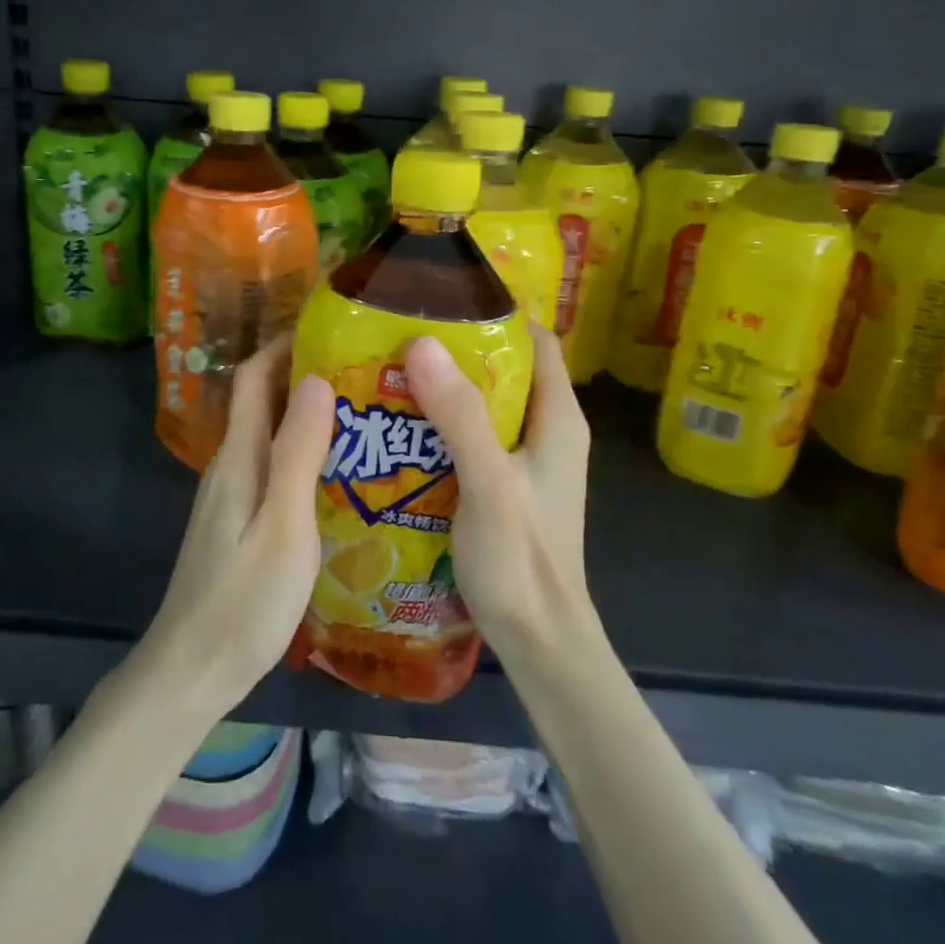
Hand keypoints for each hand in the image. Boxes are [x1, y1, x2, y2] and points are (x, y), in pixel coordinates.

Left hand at [134, 336, 334, 720]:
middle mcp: (230, 464)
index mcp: (239, 457)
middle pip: (262, 400)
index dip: (284, 345)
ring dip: (307, 413)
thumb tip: (315, 379)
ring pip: (268, 434)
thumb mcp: (285, 526)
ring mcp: (231, 494)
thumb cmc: (243, 601)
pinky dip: (302, 450)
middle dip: (305, 374)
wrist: (191, 669)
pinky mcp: (237, 520)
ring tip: (362, 412)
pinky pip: (271, 465)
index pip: (254, 378)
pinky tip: (338, 471)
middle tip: (364, 370)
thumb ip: (299, 452)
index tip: (330, 328)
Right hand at [404, 323, 594, 662]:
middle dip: (454, 351)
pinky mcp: (501, 487)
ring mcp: (523, 461)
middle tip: (396, 338)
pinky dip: (437, 427)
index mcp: (557, 418)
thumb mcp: (489, 482)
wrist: (539, 642)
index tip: (439, 301)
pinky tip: (397, 430)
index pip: (534, 340)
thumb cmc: (523, 560)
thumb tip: (421, 342)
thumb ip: (459, 415)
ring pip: (481, 406)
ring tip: (387, 376)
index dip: (494, 315)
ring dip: (441, 391)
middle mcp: (544, 431)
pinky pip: (468, 439)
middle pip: (502, 369)